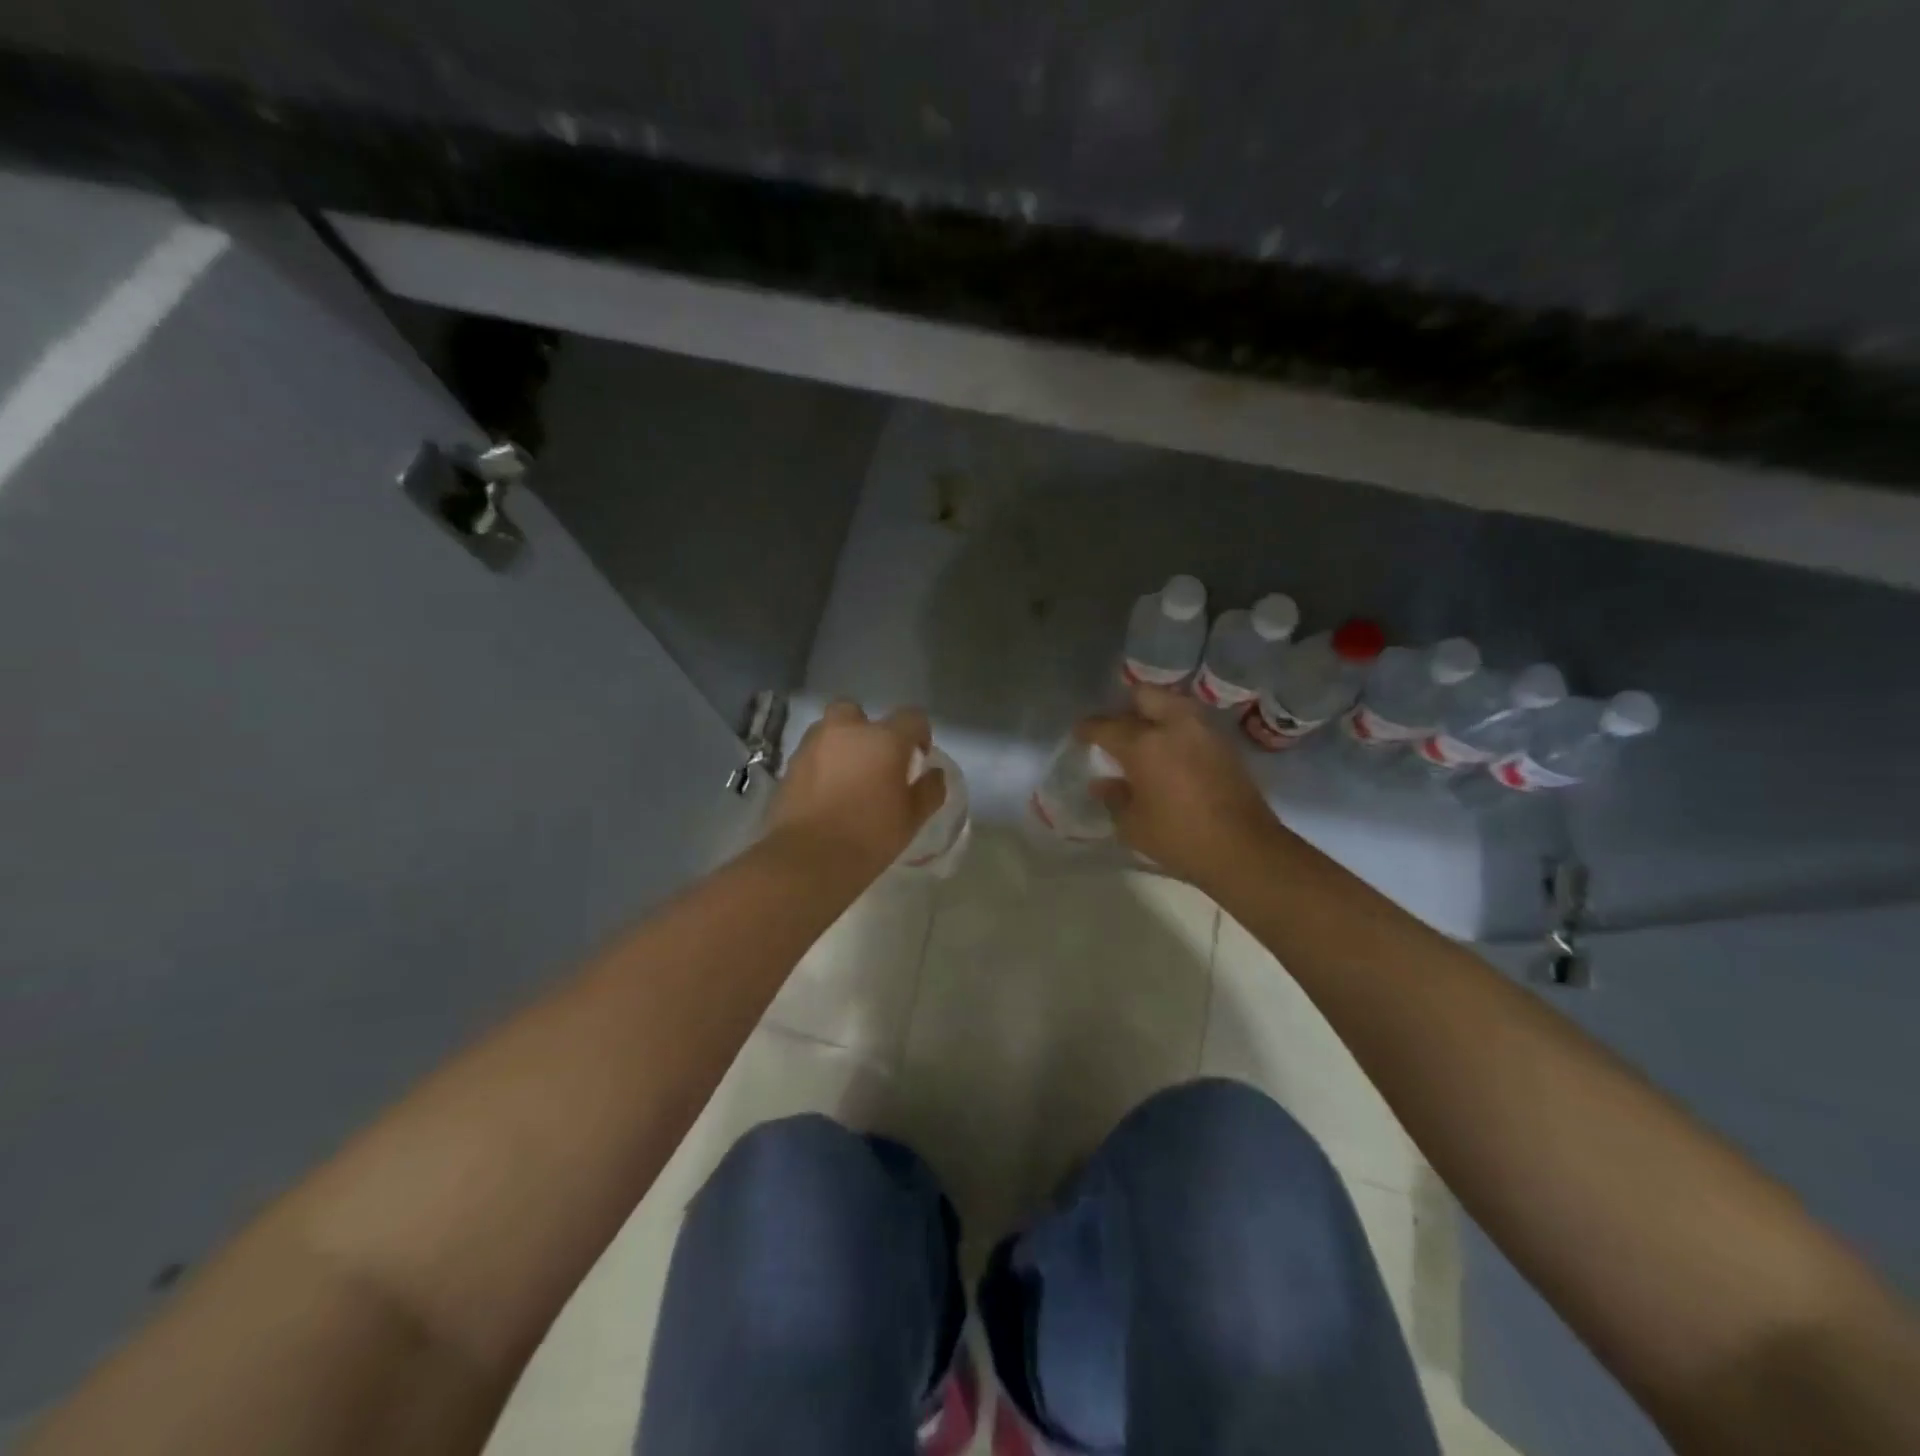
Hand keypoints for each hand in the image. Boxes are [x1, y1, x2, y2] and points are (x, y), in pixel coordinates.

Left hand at [766, 701, 947, 873]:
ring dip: (840, 744)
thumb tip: (934, 774)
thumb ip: (929, 791)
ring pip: (829, 730)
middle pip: (857, 711)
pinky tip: (826, 792)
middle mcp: (846, 731)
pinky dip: (820, 765)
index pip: (912, 717)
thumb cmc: (869, 836)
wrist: (808, 859)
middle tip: (874, 759)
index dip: (920, 734)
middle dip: (866, 728)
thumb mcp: (912, 819)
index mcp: (884, 739)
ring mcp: (813, 746)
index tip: (918, 759)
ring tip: (848, 777)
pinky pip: (811, 754)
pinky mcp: (789, 766)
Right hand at [1078, 686, 1283, 885]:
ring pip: (1172, 702)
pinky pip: (1191, 721)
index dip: (1088, 729)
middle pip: (1143, 696)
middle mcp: (1173, 725)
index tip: (1080, 734)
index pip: (1106, 726)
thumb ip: (1114, 798)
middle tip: (1116, 730)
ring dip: (1154, 712)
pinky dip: (1176, 727)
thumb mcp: (1133, 825)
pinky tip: (1170, 750)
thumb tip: (1102, 783)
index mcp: (1144, 744)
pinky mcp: (1224, 743)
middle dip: (1125, 707)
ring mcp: (1203, 730)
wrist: (1243, 849)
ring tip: (1144, 736)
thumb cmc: (1179, 838)